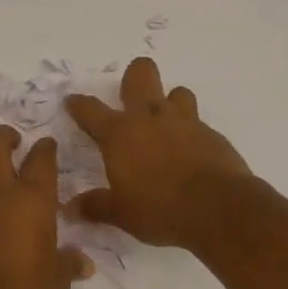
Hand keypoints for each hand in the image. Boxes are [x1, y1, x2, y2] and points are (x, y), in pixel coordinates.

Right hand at [64, 58, 252, 248]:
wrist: (218, 207)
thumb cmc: (160, 209)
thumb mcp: (121, 213)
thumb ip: (95, 206)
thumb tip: (69, 208)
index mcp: (120, 134)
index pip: (90, 110)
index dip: (78, 104)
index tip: (72, 101)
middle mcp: (150, 118)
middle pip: (140, 75)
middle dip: (134, 76)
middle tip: (130, 93)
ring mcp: (184, 122)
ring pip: (176, 92)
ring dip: (170, 101)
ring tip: (166, 122)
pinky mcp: (211, 134)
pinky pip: (197, 122)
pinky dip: (190, 132)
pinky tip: (190, 152)